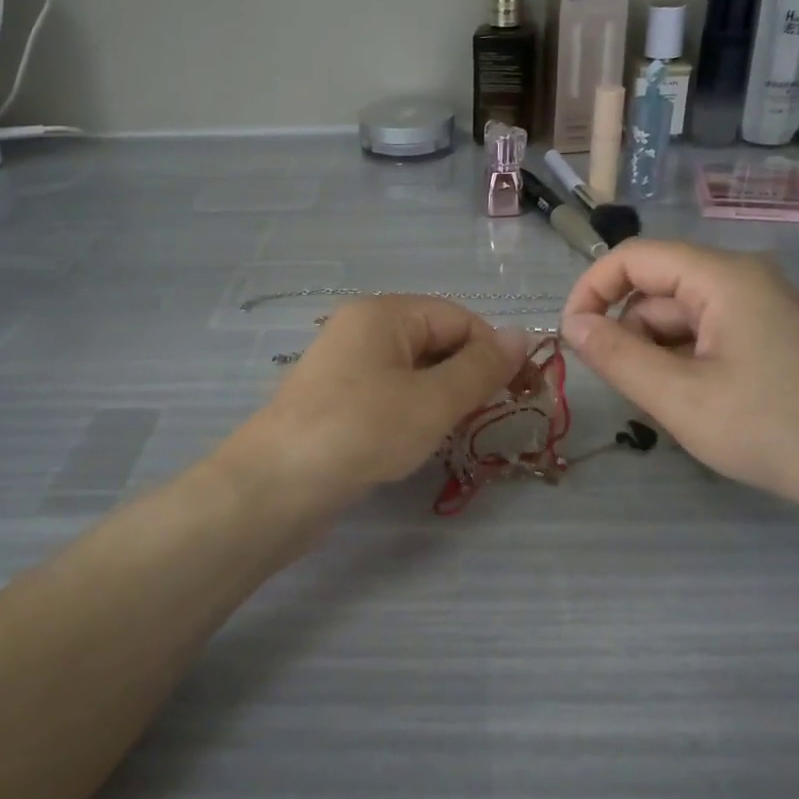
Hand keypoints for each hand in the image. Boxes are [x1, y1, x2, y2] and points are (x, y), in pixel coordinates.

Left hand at [227, 296, 527, 509]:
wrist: (277, 485)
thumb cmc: (363, 431)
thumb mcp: (434, 400)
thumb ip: (481, 368)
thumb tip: (522, 334)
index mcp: (384, 313)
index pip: (458, 317)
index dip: (493, 351)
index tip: (519, 392)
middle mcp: (361, 328)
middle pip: (434, 339)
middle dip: (467, 374)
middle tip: (489, 415)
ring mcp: (344, 365)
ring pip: (413, 369)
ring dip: (442, 395)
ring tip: (455, 430)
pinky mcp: (335, 399)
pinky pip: (389, 391)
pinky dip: (413, 409)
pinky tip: (418, 439)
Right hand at [561, 241, 798, 512]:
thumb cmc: (771, 427)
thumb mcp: (679, 397)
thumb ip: (617, 357)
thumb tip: (573, 325)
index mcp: (721, 277)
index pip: (633, 257)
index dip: (591, 290)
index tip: (572, 338)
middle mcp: (741, 280)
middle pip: (657, 290)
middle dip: (630, 334)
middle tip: (631, 391)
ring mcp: (759, 308)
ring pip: (680, 318)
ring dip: (658, 355)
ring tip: (672, 407)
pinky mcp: (770, 337)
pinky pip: (707, 336)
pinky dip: (686, 364)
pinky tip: (698, 405)